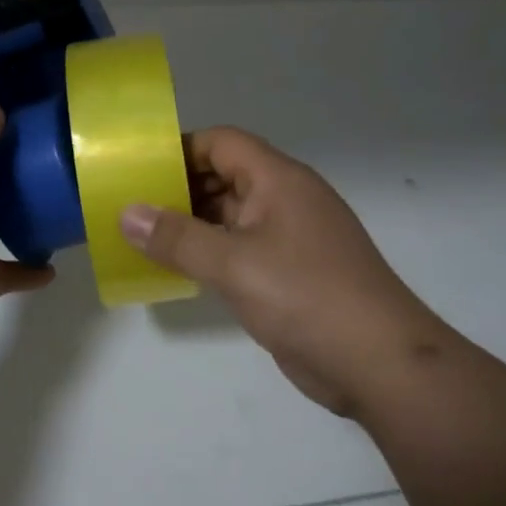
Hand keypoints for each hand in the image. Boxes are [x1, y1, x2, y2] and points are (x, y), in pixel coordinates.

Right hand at [119, 127, 444, 416]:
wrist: (379, 362)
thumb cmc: (305, 297)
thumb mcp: (233, 264)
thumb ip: (177, 238)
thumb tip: (126, 213)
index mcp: (278, 180)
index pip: (221, 143)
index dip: (179, 150)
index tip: (137, 172)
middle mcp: (285, 199)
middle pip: (224, 176)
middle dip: (178, 189)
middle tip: (131, 209)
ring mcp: (290, 237)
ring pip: (231, 215)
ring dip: (192, 224)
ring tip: (143, 239)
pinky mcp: (291, 272)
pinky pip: (241, 248)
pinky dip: (210, 253)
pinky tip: (179, 270)